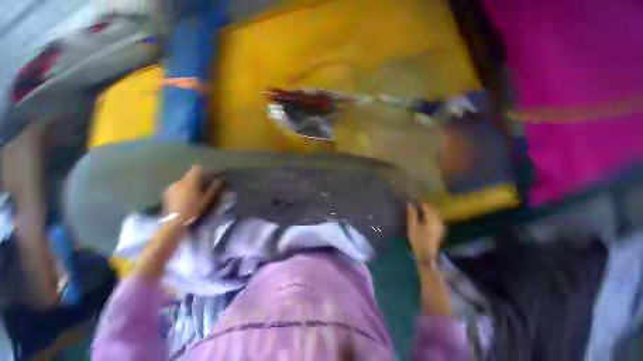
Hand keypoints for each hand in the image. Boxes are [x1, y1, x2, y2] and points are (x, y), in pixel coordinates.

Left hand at [163, 165, 222, 224]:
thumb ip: (214, 188)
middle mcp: (179, 181)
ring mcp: (171, 187)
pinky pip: (177, 187)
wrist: (174, 222)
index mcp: (190, 181)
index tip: (209, 177)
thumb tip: (220, 179)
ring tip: (193, 195)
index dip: (204, 171)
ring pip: (183, 181)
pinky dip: (182, 190)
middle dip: (197, 179)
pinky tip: (184, 200)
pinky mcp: (166, 193)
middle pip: (190, 175)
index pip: (197, 168)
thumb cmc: (193, 210)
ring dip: (189, 185)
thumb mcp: (207, 199)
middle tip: (203, 189)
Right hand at [407, 203, 444, 260]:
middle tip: (415, 202)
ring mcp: (441, 224)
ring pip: (436, 212)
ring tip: (419, 207)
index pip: (426, 205)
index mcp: (431, 219)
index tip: (412, 198)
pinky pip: (437, 217)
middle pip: (433, 207)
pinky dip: (431, 213)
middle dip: (424, 203)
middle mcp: (438, 220)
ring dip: (428, 208)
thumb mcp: (412, 226)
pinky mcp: (440, 228)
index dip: (419, 200)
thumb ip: (412, 214)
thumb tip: (410, 202)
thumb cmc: (418, 240)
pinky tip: (425, 215)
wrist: (427, 255)